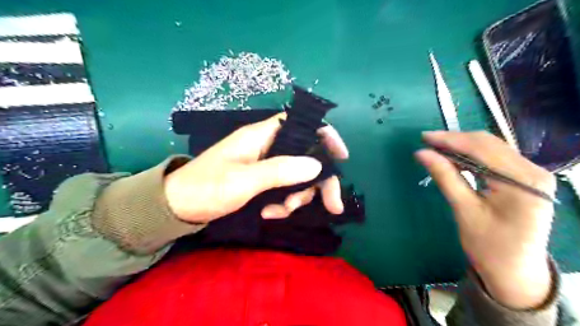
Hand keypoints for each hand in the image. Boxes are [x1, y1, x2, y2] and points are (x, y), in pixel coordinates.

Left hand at [163, 112, 348, 223]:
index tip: (341, 157)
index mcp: (261, 136)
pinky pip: (283, 189)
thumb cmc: (206, 187)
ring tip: (280, 212)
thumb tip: (316, 165)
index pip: (300, 124)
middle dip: (317, 181)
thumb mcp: (243, 180)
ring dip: (296, 197)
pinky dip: (282, 203)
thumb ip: (279, 170)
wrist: (177, 208)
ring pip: (296, 176)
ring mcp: (265, 166)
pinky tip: (269, 213)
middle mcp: (266, 147)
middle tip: (331, 205)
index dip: (324, 135)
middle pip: (305, 156)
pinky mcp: (261, 181)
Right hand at [415, 131, 554, 308]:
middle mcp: (533, 171)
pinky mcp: (524, 179)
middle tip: (427, 142)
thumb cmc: (489, 245)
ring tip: (437, 149)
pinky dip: (472, 156)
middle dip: (455, 140)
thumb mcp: (464, 210)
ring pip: (492, 148)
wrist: (514, 271)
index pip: (481, 148)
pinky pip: (495, 158)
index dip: (450, 140)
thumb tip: (422, 153)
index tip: (424, 137)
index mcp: (522, 181)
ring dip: (462, 146)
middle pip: (489, 144)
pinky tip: (455, 159)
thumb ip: (445, 177)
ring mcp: (532, 174)